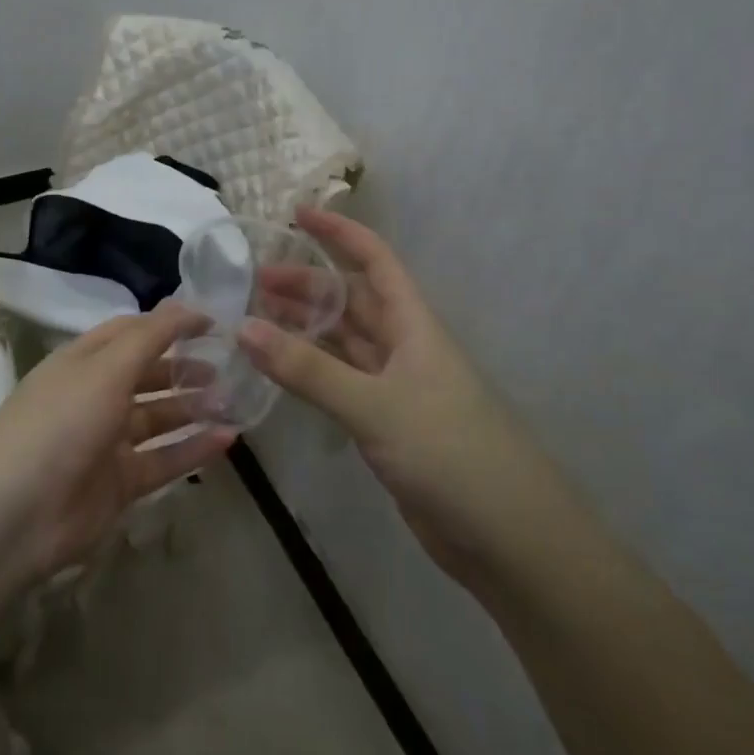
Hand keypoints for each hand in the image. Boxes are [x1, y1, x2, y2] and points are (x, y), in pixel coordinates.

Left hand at [0, 302, 235, 581]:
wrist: (14, 515)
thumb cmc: (61, 423)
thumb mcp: (105, 368)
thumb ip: (151, 336)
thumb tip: (189, 305)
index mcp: (83, 361)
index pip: (131, 332)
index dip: (170, 324)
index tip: (214, 325)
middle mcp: (94, 395)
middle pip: (146, 375)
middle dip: (184, 369)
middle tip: (229, 369)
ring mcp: (106, 442)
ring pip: (158, 419)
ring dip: (193, 408)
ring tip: (234, 403)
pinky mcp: (118, 484)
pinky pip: (163, 460)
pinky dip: (193, 450)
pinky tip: (228, 440)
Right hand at [240, 208, 572, 587]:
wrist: (509, 540)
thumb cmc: (451, 453)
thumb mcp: (374, 405)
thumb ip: (308, 369)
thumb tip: (244, 327)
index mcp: (413, 325)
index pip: (374, 260)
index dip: (338, 232)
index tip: (295, 214)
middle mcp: (403, 347)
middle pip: (350, 300)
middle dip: (306, 283)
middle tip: (253, 281)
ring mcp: (395, 387)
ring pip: (341, 341)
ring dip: (303, 326)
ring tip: (254, 317)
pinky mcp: (385, 424)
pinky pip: (338, 381)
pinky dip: (309, 370)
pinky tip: (278, 368)